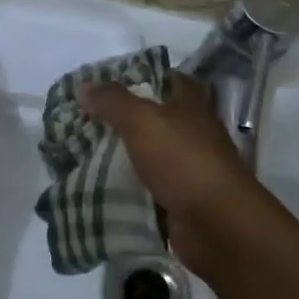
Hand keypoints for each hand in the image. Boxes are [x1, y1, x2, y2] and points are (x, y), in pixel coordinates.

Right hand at [79, 73, 261, 268]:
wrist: (215, 223)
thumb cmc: (182, 160)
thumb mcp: (142, 121)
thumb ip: (112, 101)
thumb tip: (83, 85)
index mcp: (191, 105)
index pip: (170, 79)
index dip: (144, 76)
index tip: (109, 83)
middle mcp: (194, 132)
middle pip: (158, 118)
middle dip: (126, 118)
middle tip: (87, 119)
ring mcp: (190, 167)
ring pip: (151, 153)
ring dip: (125, 154)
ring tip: (85, 151)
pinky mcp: (182, 198)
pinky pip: (150, 186)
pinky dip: (131, 186)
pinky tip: (102, 184)